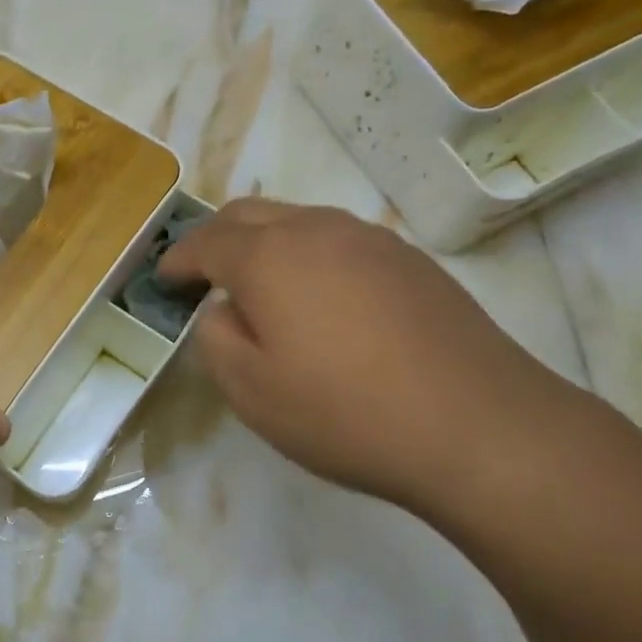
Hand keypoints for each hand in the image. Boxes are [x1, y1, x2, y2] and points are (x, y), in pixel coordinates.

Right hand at [158, 199, 586, 514]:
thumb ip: (215, 338)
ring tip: (259, 285)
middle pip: (249, 214)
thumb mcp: (251, 391)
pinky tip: (320, 298)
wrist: (478, 427)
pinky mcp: (410, 260)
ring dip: (264, 242)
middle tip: (202, 274)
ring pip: (298, 221)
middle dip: (216, 238)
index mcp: (268, 256)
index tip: (163, 278)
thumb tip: (222, 310)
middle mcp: (316, 229)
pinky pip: (338, 240)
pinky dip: (308, 254)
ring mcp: (370, 239)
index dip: (178, 259)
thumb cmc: (346, 412)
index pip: (206, 242)